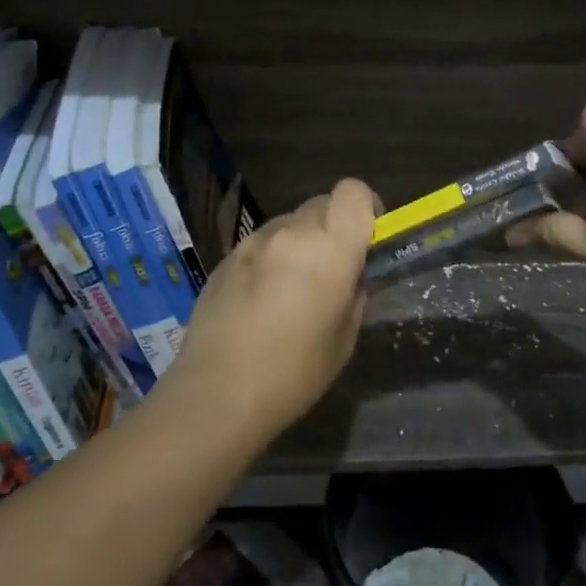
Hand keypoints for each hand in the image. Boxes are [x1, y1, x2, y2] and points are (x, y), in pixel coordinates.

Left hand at [169, 178, 379, 437]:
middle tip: (333, 267)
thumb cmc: (294, 373)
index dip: (366, 206)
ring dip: (301, 242)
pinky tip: (262, 300)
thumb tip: (352, 275)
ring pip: (290, 223)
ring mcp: (253, 242)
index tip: (369, 235)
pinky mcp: (226, 258)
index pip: (353, 191)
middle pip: (322, 204)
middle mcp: (291, 233)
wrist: (217, 394)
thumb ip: (354, 293)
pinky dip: (272, 258)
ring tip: (293, 288)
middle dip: (334, 227)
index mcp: (330, 248)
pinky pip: (262, 244)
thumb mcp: (344, 338)